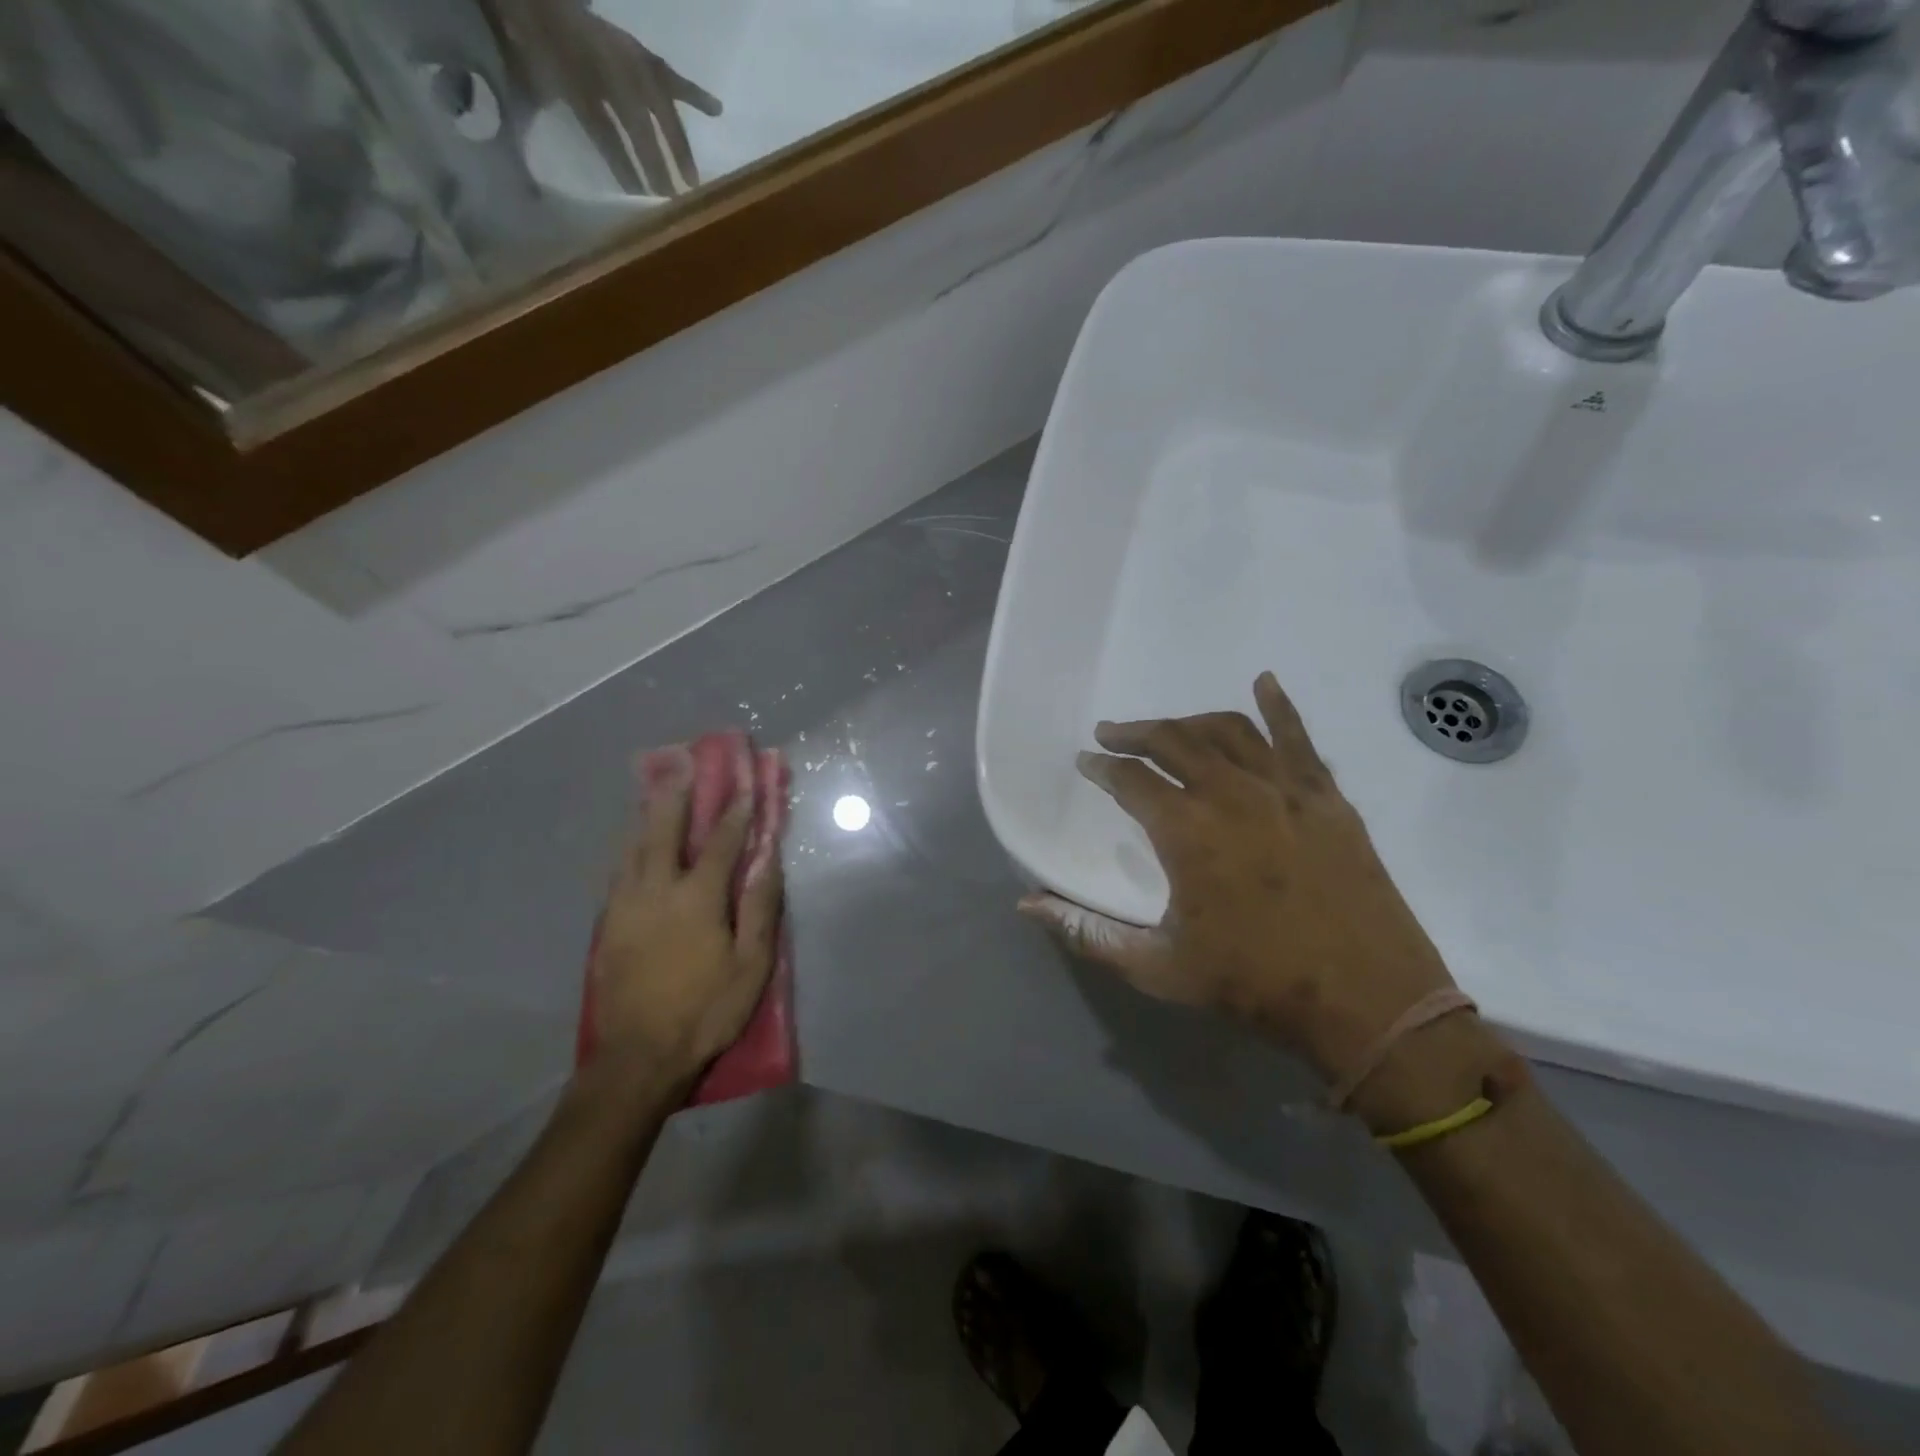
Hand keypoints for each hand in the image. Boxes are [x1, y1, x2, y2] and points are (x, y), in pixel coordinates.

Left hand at [486, 0, 721, 195]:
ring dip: (677, 146)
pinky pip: (670, 79)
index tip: (640, 200)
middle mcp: (607, 67)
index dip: (622, 165)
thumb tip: (533, 186)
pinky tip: (717, 111)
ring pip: (659, 107)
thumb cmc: (528, 45)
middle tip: (670, 200)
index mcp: (576, 76)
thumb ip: (529, 127)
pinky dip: (694, 95)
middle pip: (638, 125)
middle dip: (654, 164)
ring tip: (692, 180)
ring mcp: (626, 59)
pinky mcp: (639, 54)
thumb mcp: (521, 85)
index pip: (605, 131)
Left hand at [585, 744, 782, 1087]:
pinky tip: (630, 842)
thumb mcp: (751, 965)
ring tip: (653, 788)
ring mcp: (625, 906)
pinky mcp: (607, 925)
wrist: (638, 1057)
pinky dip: (627, 847)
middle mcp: (656, 890)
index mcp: (697, 898)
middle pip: (664, 831)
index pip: (720, 843)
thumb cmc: (706, 1010)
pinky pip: (617, 872)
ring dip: (646, 814)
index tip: (746, 785)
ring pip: (633, 847)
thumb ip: (760, 907)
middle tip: (682, 763)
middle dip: (677, 795)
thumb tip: (770, 860)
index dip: (737, 813)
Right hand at [1021, 672, 1456, 1085]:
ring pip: (1227, 731)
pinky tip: (1264, 683)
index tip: (1086, 762)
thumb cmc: (1255, 985)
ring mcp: (1285, 790)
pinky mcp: (1326, 797)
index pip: (1130, 780)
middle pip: (1173, 741)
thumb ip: (1088, 933)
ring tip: (1167, 727)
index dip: (1102, 767)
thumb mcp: (1158, 967)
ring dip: (1189, 722)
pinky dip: (1278, 707)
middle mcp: (1231, 794)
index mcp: (1187, 831)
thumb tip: (1027, 906)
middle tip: (1112, 733)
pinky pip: (1298, 738)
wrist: (1369, 1002)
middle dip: (1135, 733)